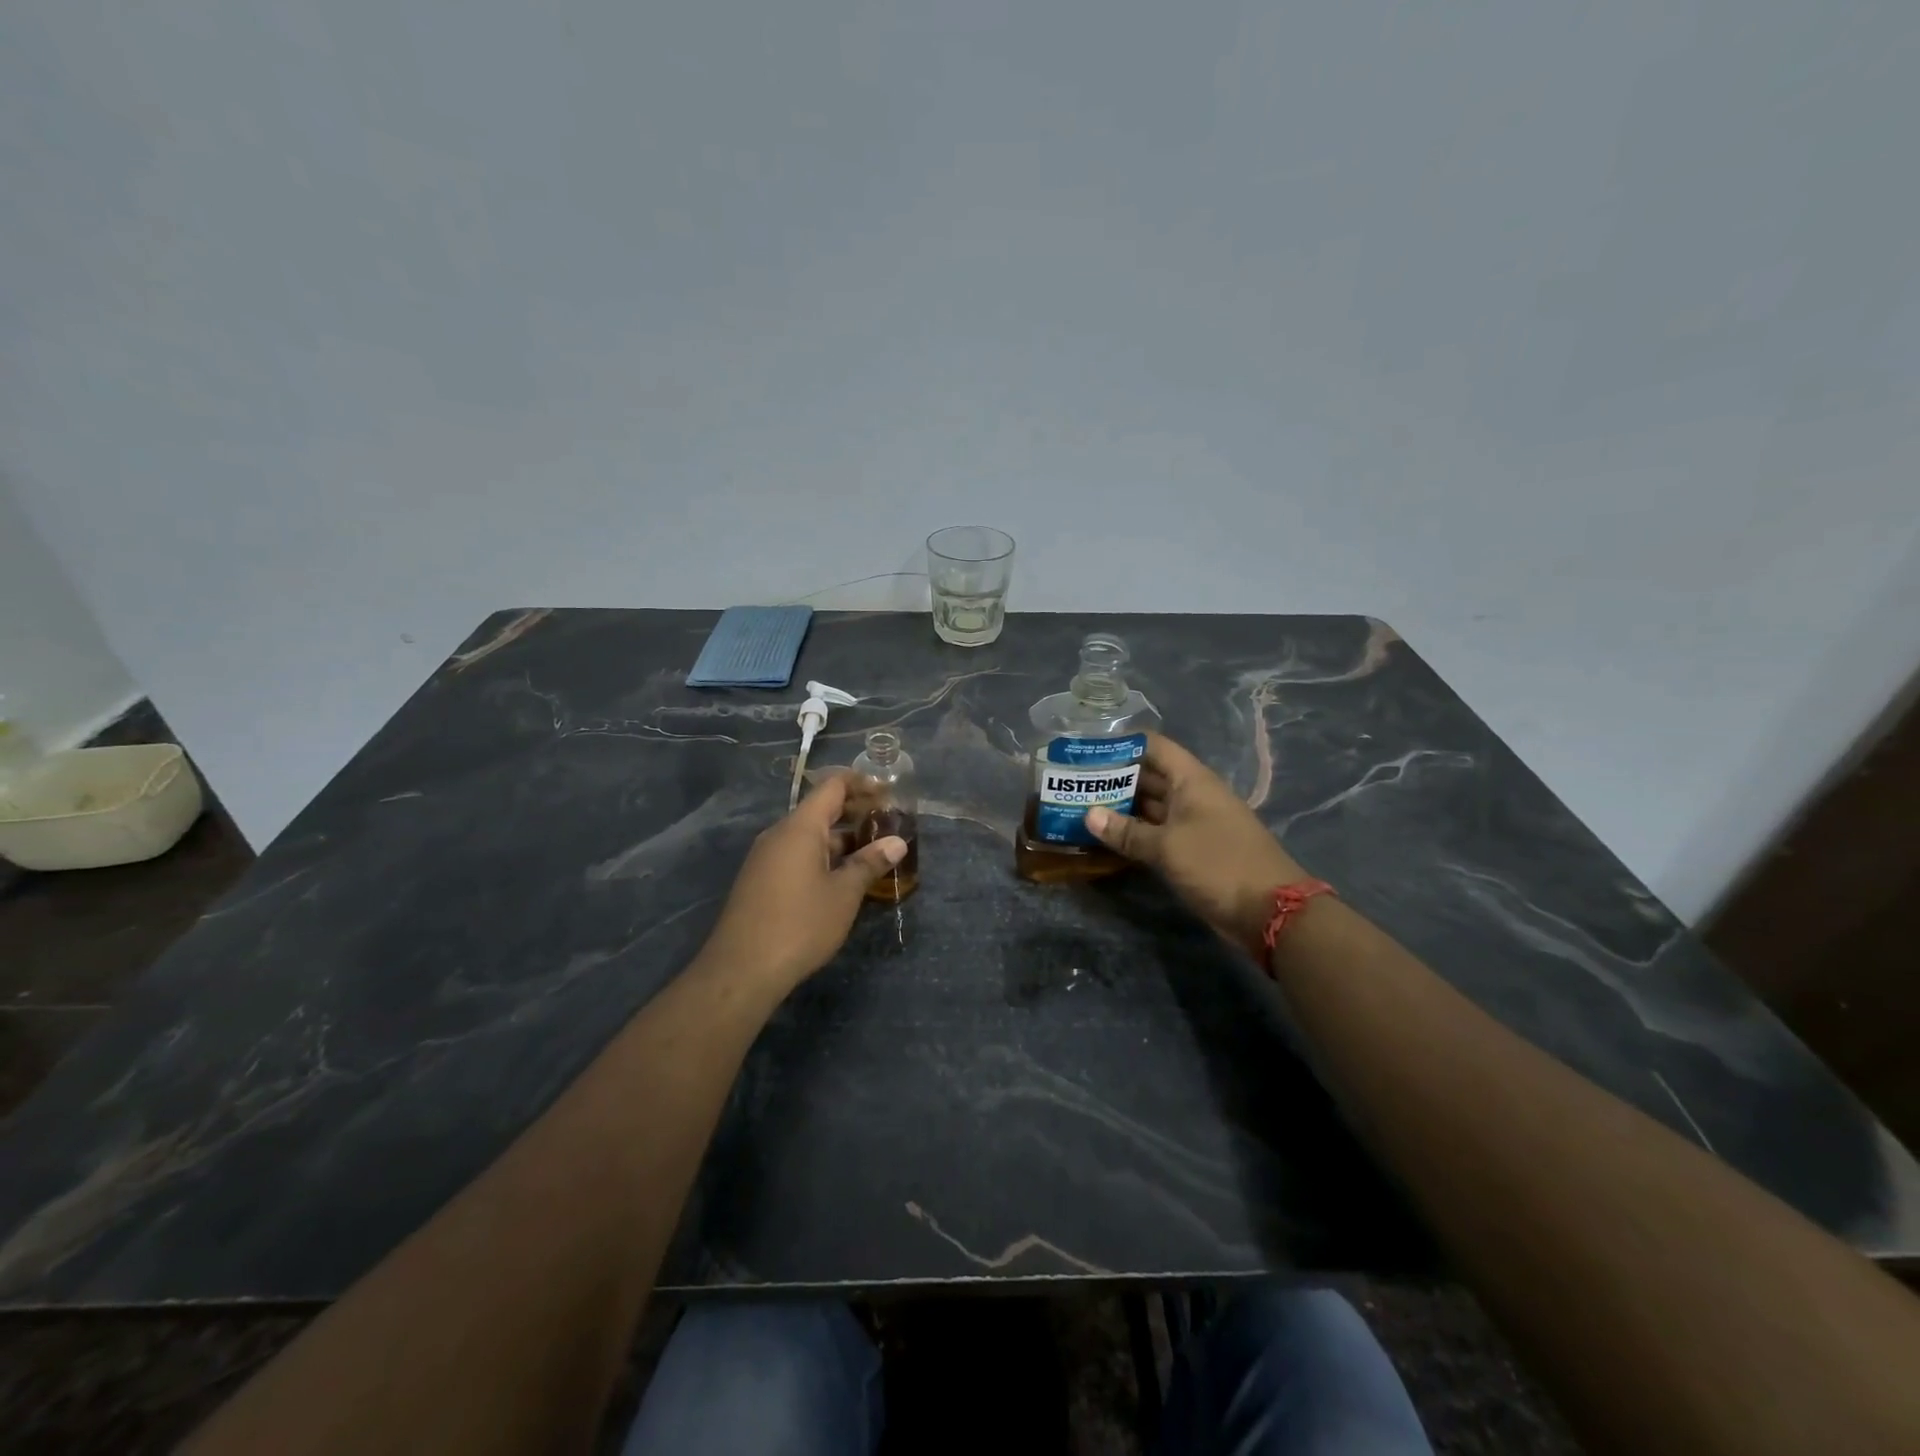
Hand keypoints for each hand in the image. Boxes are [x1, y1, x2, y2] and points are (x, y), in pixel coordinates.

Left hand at [698, 772, 907, 994]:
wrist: (742, 970)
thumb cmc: (800, 924)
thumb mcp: (844, 894)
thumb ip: (870, 863)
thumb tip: (897, 842)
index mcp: (800, 827)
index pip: (832, 786)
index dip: (861, 784)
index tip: (888, 793)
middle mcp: (780, 834)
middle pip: (820, 809)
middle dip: (855, 812)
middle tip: (888, 824)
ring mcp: (766, 857)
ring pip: (809, 835)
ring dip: (841, 838)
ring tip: (873, 853)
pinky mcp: (761, 880)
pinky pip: (797, 854)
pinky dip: (823, 856)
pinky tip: (843, 878)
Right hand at [1086, 732, 1306, 959]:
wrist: (1270, 912)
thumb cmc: (1218, 864)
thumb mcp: (1167, 847)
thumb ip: (1126, 831)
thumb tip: (1089, 815)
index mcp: (1192, 780)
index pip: (1154, 747)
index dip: (1122, 744)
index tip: (1087, 750)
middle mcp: (1192, 795)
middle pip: (1149, 776)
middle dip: (1114, 778)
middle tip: (1074, 783)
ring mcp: (1193, 823)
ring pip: (1151, 807)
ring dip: (1120, 808)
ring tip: (1081, 808)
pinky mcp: (1193, 851)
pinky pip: (1157, 833)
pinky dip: (1134, 833)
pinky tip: (1106, 838)